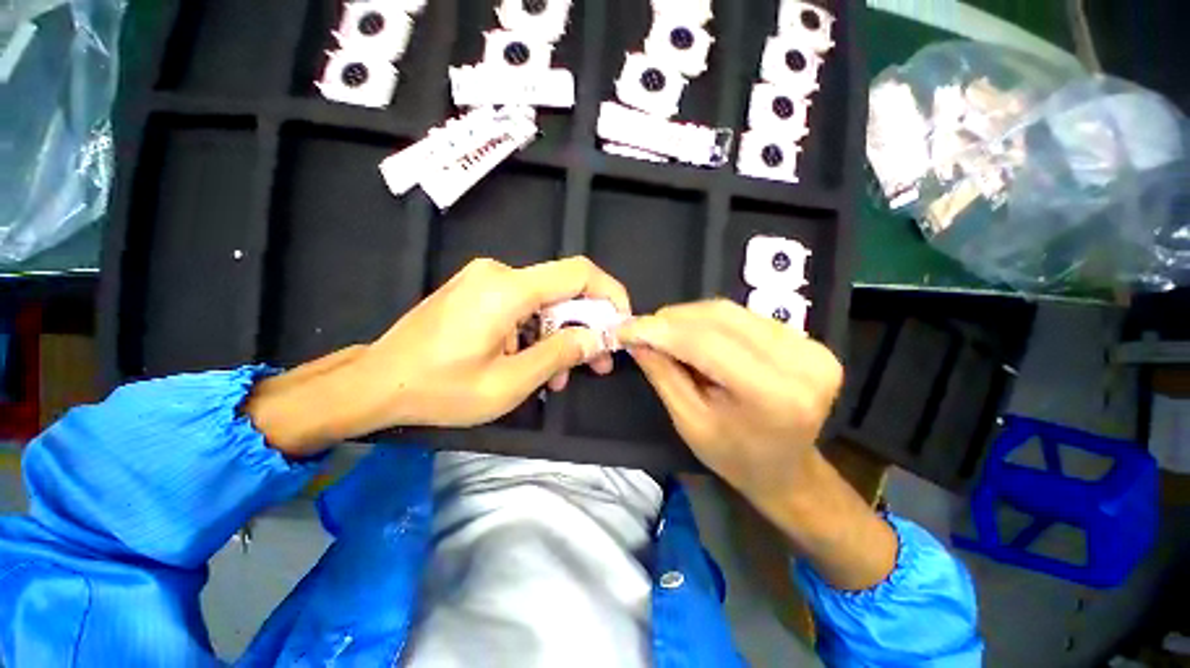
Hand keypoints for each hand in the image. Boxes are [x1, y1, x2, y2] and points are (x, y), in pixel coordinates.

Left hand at [246, 257, 629, 456]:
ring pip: (545, 303)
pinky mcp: (479, 291)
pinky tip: (536, 363)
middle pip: (563, 290)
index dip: (609, 293)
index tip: (621, 323)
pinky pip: (524, 307)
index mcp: (508, 290)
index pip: (579, 273)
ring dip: (561, 336)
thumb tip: (597, 338)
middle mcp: (500, 273)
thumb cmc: (440, 389)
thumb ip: (559, 354)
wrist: (377, 382)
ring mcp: (487, 280)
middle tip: (598, 362)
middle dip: (586, 326)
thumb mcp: (509, 382)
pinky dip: (538, 333)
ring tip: (563, 376)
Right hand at [619, 300, 897, 590]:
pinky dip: (711, 321)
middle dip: (673, 319)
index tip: (626, 328)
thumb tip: (636, 337)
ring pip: (732, 312)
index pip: (707, 344)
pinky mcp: (810, 342)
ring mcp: (812, 348)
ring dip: (689, 317)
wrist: (787, 470)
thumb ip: (663, 374)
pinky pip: (745, 317)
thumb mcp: (689, 422)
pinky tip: (693, 333)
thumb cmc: (734, 457)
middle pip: (721, 319)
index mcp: (773, 396)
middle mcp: (801, 364)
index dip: (662, 331)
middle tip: (643, 328)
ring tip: (664, 331)